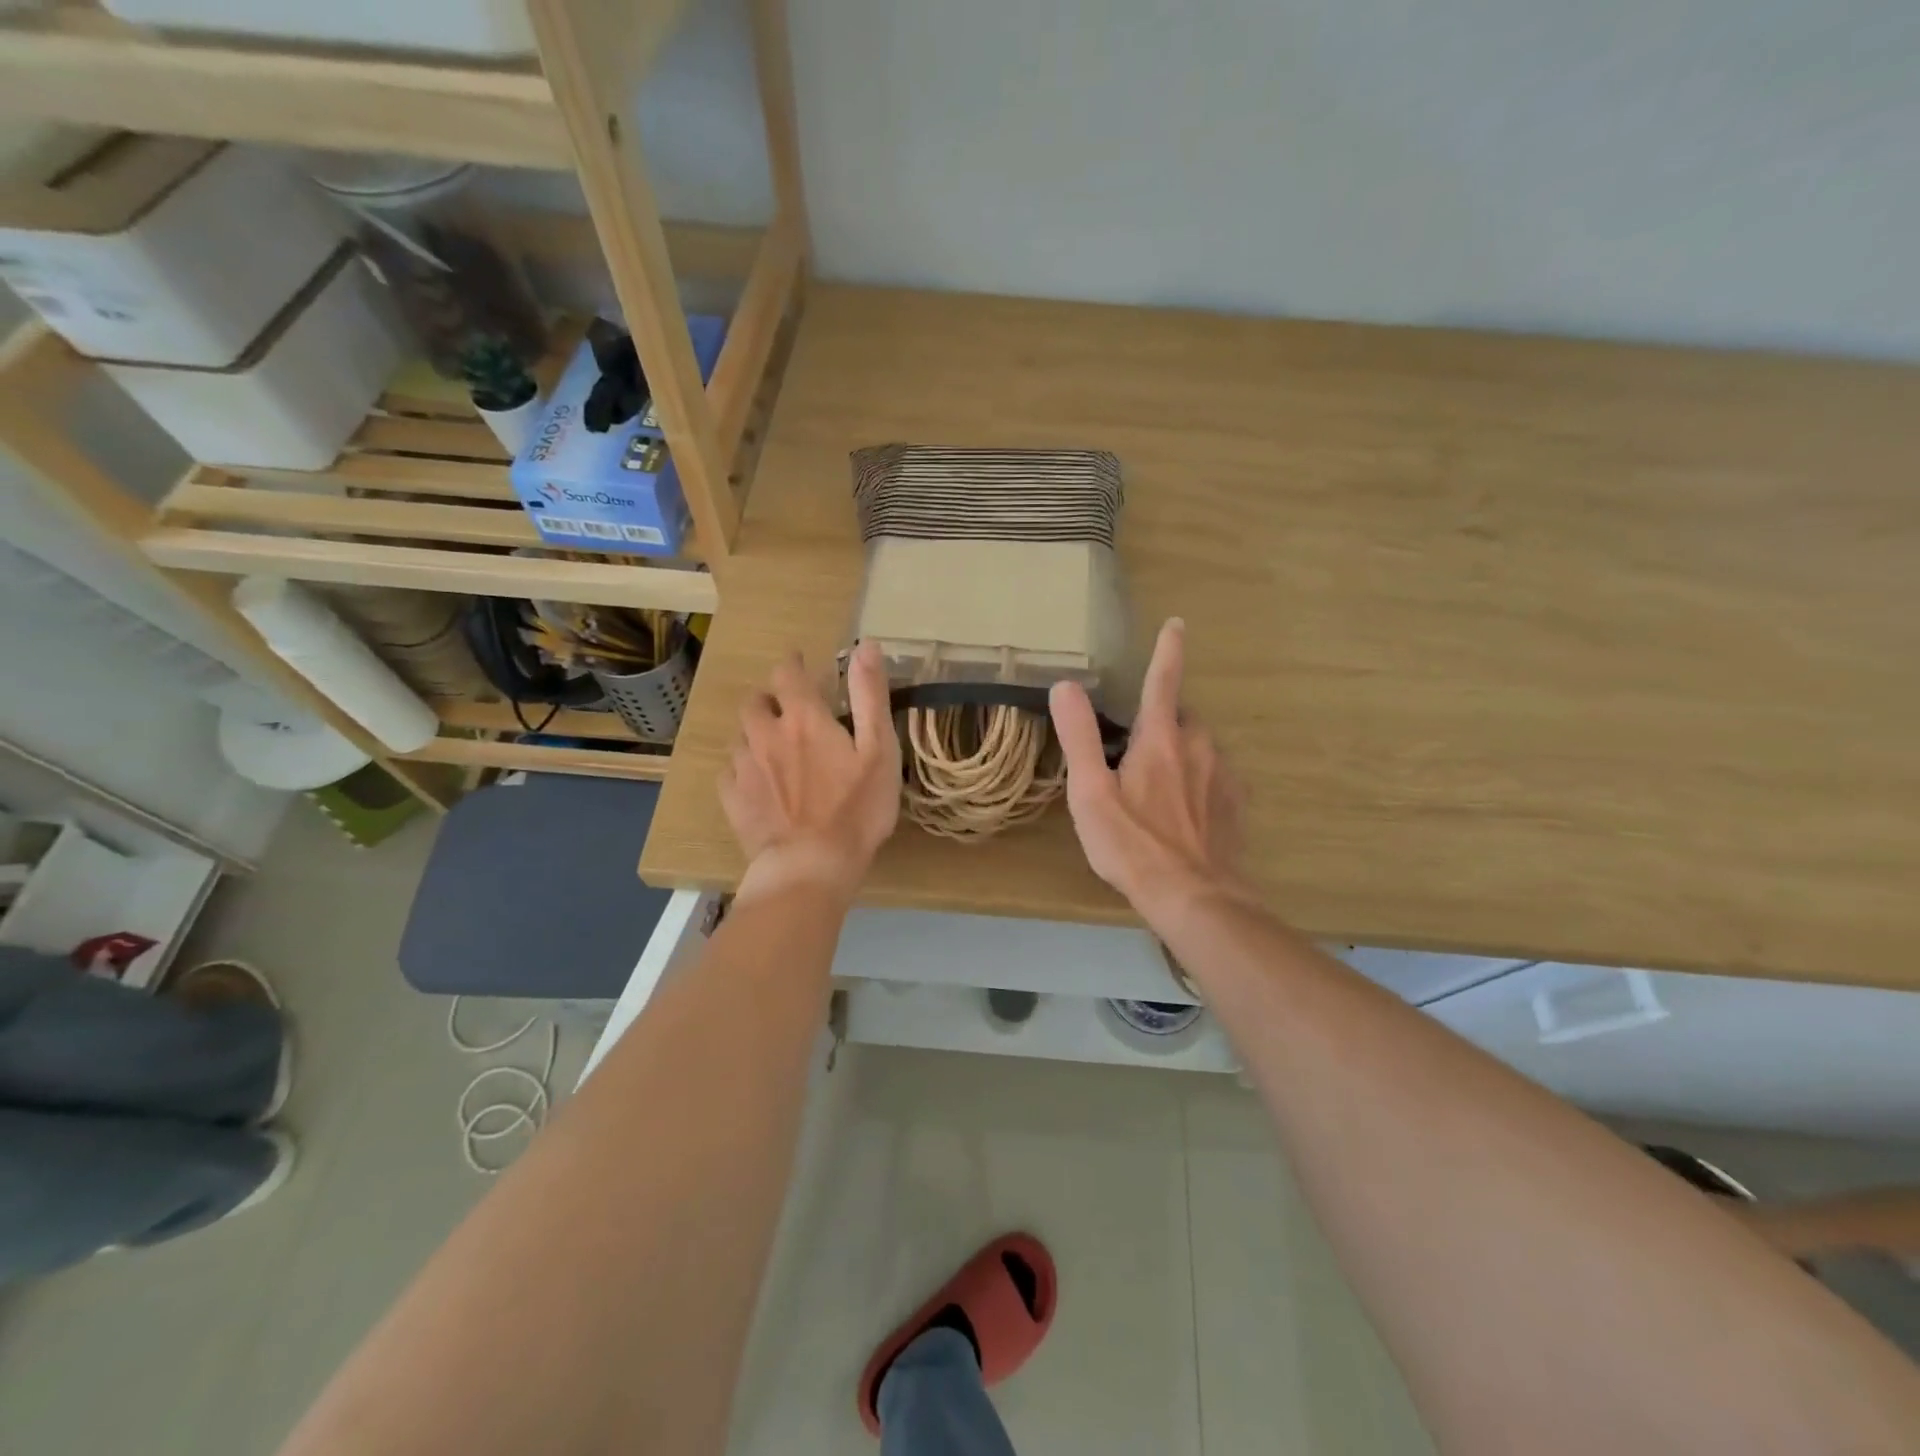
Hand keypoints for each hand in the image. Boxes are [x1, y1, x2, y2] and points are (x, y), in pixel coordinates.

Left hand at [720, 640, 901, 899]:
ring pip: (741, 736)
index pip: (788, 673)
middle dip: (769, 699)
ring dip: (756, 733)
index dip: (794, 664)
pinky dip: (742, 767)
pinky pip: (729, 771)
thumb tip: (865, 645)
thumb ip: (870, 695)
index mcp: (803, 718)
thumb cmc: (856, 808)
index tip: (801, 665)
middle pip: (755, 701)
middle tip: (788, 712)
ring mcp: (744, 767)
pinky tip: (757, 781)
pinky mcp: (732, 799)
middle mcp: (765, 734)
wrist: (811, 865)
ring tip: (774, 749)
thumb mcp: (879, 749)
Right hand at [1049, 618, 1249, 922]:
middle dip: (1162, 722)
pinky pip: (1215, 777)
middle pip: (1182, 718)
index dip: (1168, 650)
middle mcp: (1199, 747)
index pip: (1163, 681)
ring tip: (1155, 791)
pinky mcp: (1236, 805)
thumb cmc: (1133, 844)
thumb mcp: (1090, 793)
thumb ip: (1079, 737)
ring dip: (1180, 754)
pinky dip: (1198, 781)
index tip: (1178, 624)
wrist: (1195, 898)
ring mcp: (1224, 776)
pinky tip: (1183, 813)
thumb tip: (1065, 685)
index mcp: (1161, 739)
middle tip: (1134, 753)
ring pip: (1200, 748)